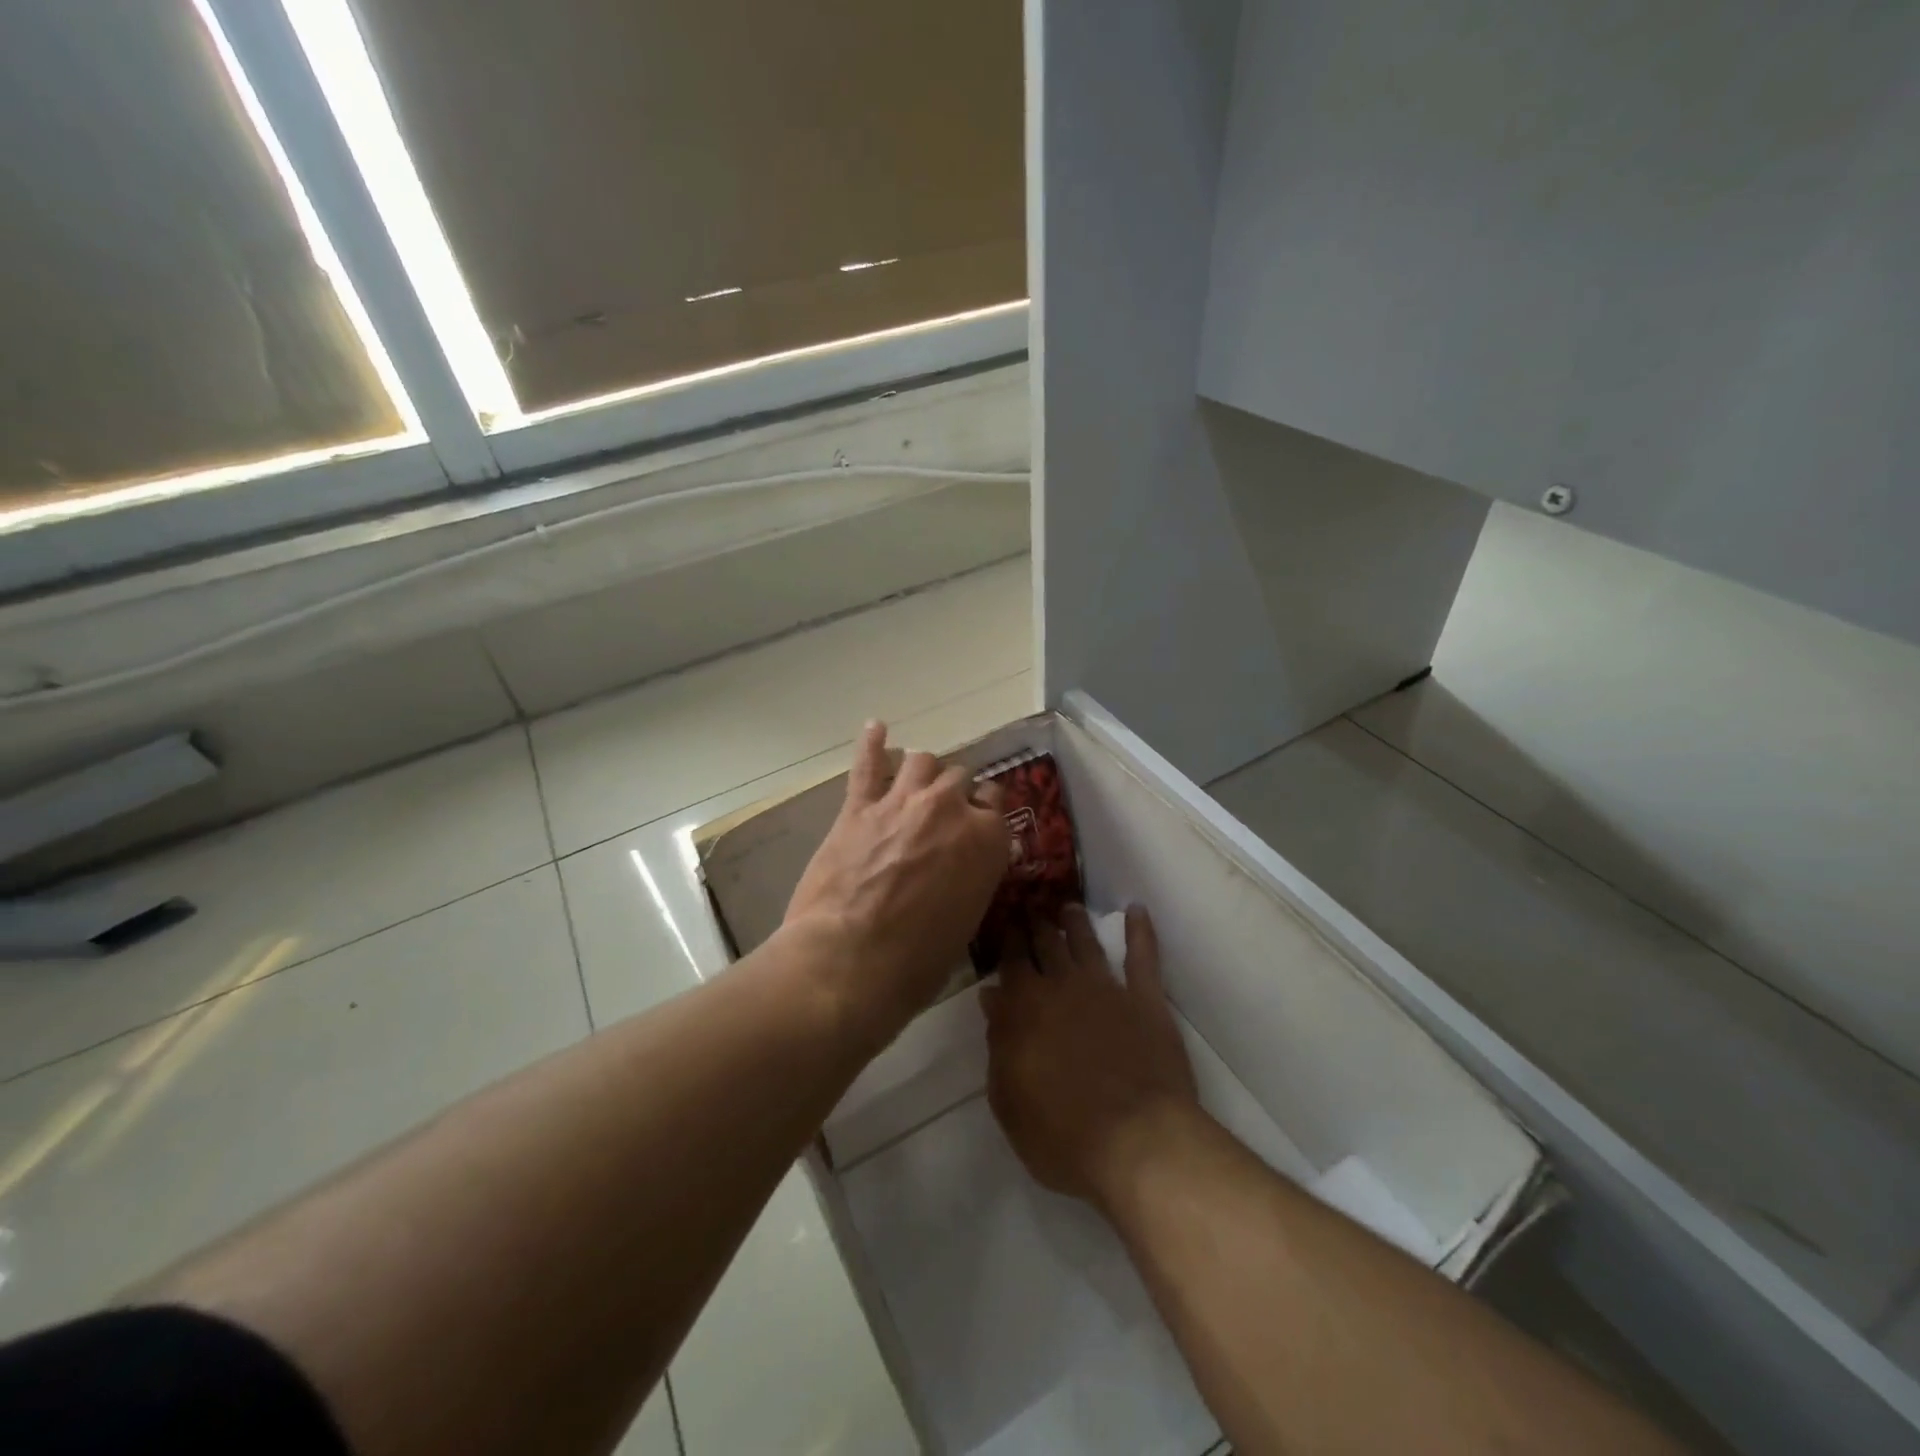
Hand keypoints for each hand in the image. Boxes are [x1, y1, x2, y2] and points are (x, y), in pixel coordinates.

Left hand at [785, 721, 1010, 1044]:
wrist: (850, 963)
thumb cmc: (917, 962)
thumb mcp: (967, 922)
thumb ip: (975, 878)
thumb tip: (971, 863)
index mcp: (988, 839)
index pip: (996, 802)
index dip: (985, 813)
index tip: (977, 824)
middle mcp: (951, 808)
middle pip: (960, 778)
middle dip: (955, 793)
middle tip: (943, 814)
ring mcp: (903, 801)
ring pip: (922, 760)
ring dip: (922, 770)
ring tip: (915, 781)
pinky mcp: (859, 807)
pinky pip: (868, 763)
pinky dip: (872, 742)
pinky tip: (876, 728)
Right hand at [983, 904, 1202, 1211]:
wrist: (1136, 1141)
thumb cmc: (1060, 1133)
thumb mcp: (1008, 1097)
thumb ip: (998, 1042)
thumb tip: (992, 995)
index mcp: (1025, 1007)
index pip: (1012, 961)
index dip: (1008, 939)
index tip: (1005, 920)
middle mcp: (1064, 986)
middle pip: (1047, 945)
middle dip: (1037, 924)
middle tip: (1031, 905)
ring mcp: (1108, 989)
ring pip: (1087, 943)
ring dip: (1076, 923)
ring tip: (1069, 906)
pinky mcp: (1147, 1000)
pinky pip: (1143, 957)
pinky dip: (1141, 931)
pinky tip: (1137, 911)